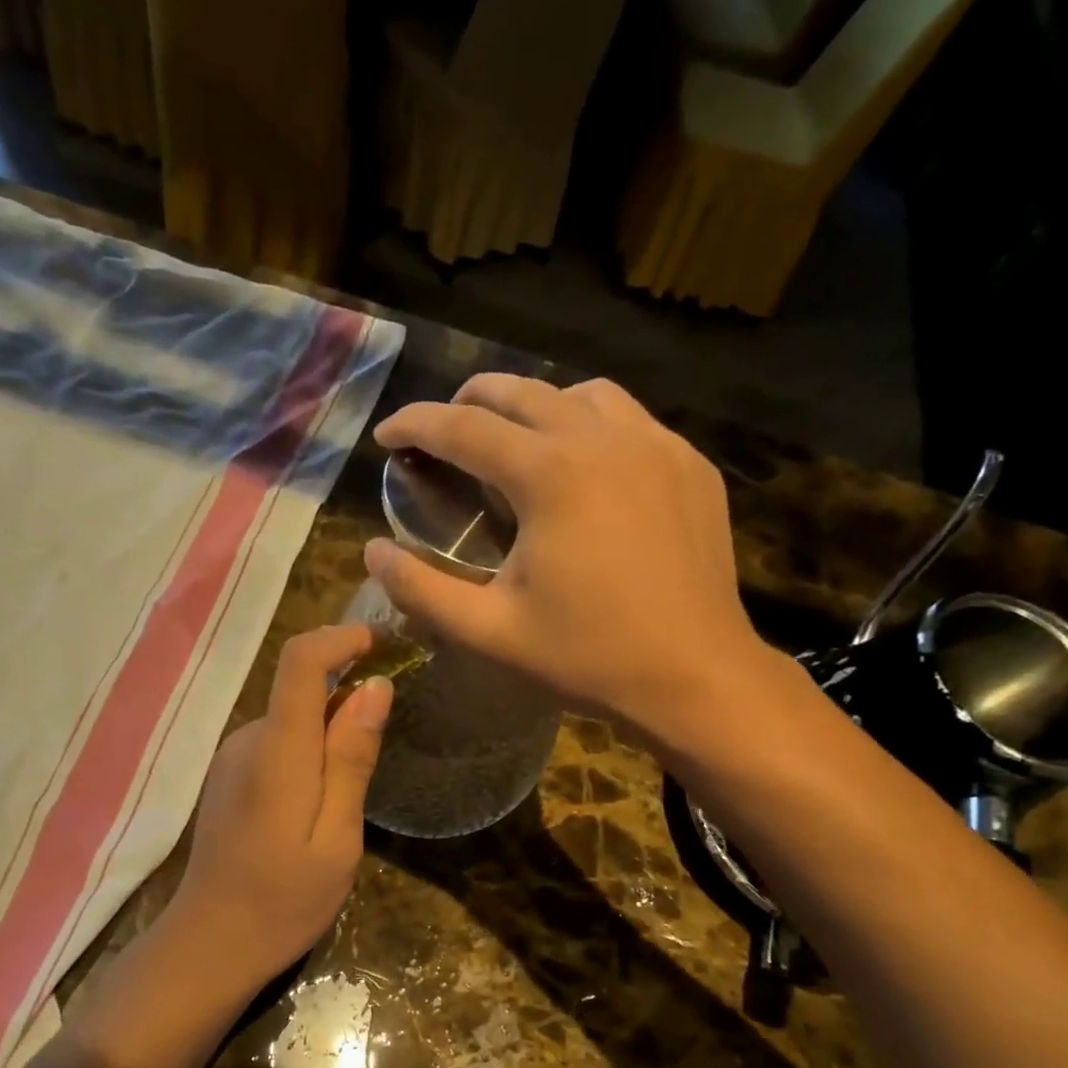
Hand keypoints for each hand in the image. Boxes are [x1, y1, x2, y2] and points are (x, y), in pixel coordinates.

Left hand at [163, 624, 390, 991]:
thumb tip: (375, 687)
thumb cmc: (284, 900)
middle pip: (301, 690)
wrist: (210, 945)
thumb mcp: (337, 837)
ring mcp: (232, 758)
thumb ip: (351, 759)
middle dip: (347, 703)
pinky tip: (317, 808)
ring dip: (329, 736)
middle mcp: (248, 740)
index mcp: (277, 751)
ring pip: (292, 720)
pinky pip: (278, 744)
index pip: (300, 662)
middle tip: (381, 756)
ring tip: (349, 798)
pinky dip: (308, 754)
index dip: (340, 639)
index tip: (381, 644)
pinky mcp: (229, 777)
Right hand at [369, 375, 773, 752]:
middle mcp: (603, 439)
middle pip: (520, 391)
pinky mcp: (690, 465)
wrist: (695, 676)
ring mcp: (656, 445)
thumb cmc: (588, 657)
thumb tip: (372, 552)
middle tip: (441, 431)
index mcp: (549, 475)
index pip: (463, 428)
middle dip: (468, 401)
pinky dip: (589, 425)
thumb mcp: (490, 631)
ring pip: (580, 394)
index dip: (415, 425)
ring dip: (533, 405)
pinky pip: (630, 420)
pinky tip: (583, 466)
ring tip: (512, 440)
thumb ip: (421, 589)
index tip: (386, 435)